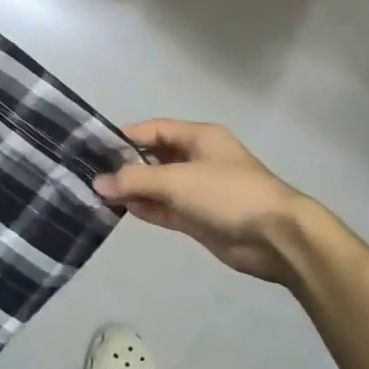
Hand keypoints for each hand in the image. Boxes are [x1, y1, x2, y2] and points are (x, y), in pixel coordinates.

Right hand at [94, 120, 328, 282]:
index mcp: (199, 137)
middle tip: (90, 173)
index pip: (153, 130)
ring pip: (157, 185)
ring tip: (98, 194)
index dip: (125, 137)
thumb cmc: (228, 194)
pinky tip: (120, 210)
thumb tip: (98, 183)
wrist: (277, 238)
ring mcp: (198, 190)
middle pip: (154, 157)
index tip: (94, 147)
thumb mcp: (177, 180)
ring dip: (133, 190)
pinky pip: (165, 208)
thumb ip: (135, 180)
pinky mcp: (199, 218)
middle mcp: (197, 159)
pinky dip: (145, 209)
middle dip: (125, 165)